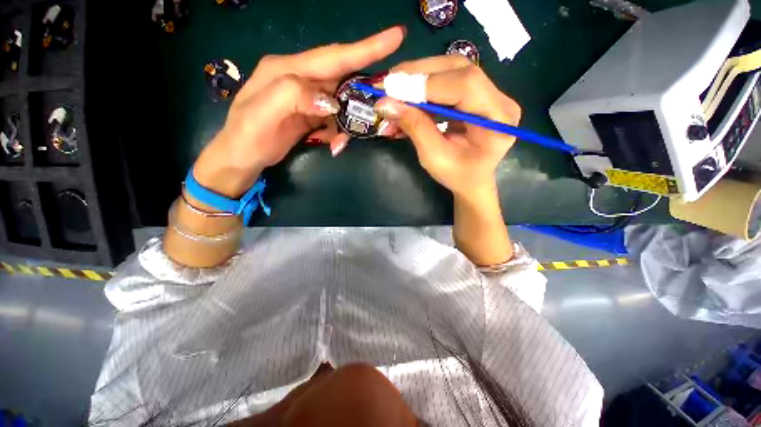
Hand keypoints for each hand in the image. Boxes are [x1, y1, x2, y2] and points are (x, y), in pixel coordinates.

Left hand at [193, 27, 405, 197]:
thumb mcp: (262, 113)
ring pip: (341, 101)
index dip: (365, 48)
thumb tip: (330, 101)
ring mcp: (306, 97)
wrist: (242, 157)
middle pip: (342, 77)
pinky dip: (338, 131)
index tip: (396, 37)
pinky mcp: (310, 113)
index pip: (333, 56)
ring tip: (338, 142)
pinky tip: (332, 143)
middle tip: (381, 99)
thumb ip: (293, 96)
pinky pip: (334, 117)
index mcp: (287, 69)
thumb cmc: (248, 135)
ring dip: (347, 122)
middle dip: (364, 88)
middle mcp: (299, 78)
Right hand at [373, 56, 520, 200]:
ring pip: (449, 71)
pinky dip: (422, 89)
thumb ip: (414, 127)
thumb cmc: (457, 175)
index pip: (465, 85)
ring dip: (417, 79)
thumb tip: (384, 102)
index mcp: (498, 118)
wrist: (472, 180)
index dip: (425, 84)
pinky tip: (406, 99)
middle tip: (388, 83)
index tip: (391, 88)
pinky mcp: (474, 94)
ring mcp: (488, 93)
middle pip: (457, 69)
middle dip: (418, 75)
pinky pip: (446, 82)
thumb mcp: (434, 157)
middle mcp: (498, 98)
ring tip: (394, 92)